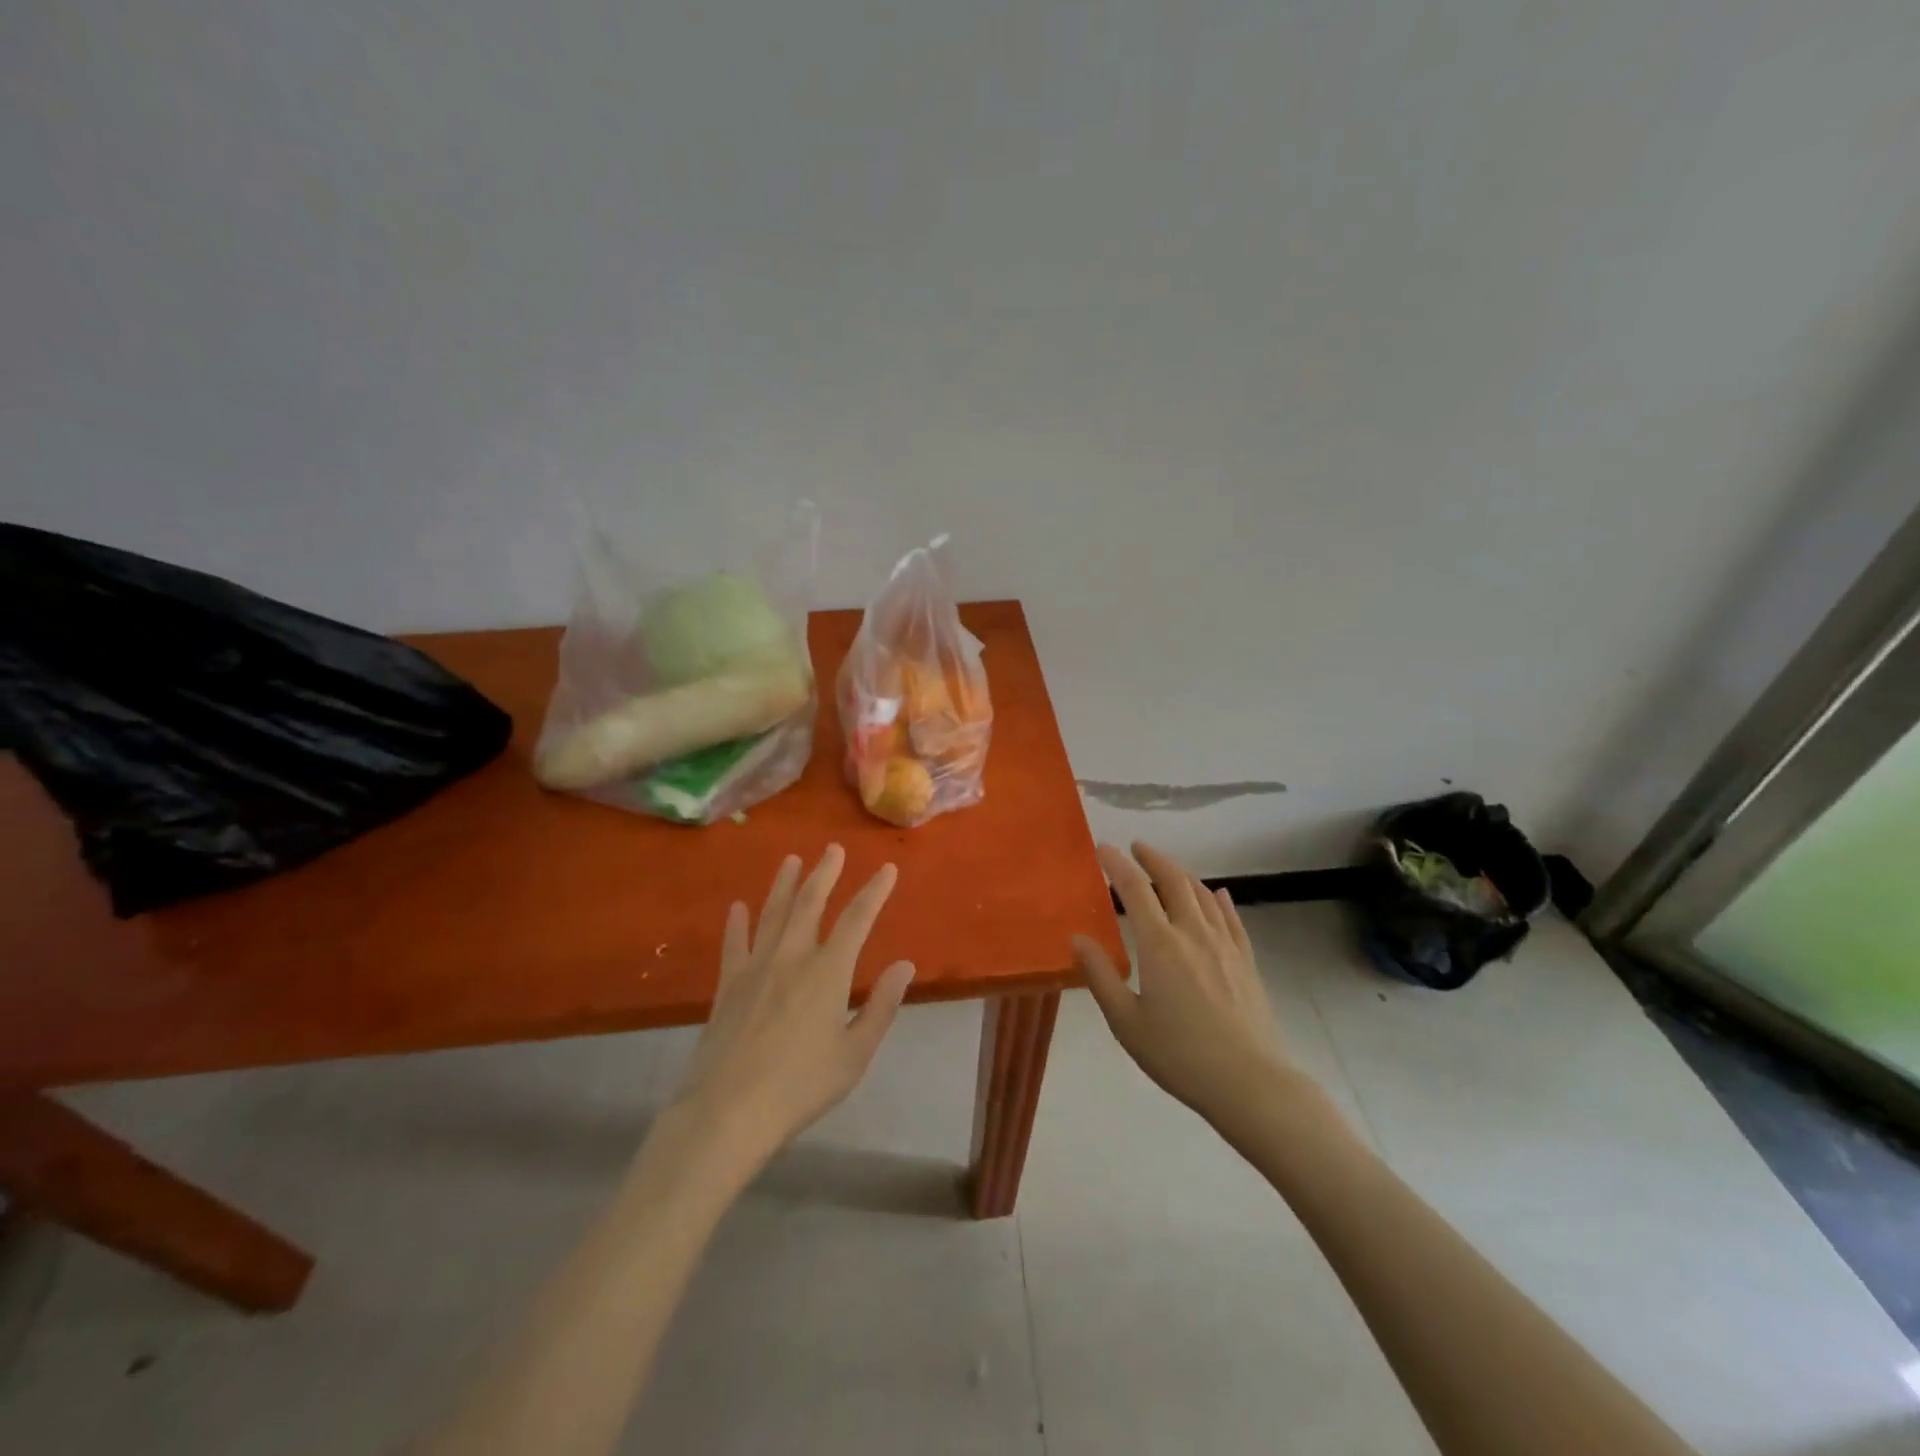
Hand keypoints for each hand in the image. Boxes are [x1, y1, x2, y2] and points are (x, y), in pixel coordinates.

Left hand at [671, 846, 915, 1169]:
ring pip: (772, 914)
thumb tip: (905, 965)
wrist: (728, 1111)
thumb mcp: (854, 1054)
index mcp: (828, 972)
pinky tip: (738, 906)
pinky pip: (734, 944)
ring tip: (791, 860)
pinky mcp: (728, 985)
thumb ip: (882, 1007)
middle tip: (833, 849)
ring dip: (784, 884)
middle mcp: (792, 958)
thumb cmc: (801, 1086)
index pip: (857, 919)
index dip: (874, 891)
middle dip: (825, 873)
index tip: (887, 869)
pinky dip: (737, 923)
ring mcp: (755, 968)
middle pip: (810, 903)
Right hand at [1074, 842, 1294, 1125]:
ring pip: (1203, 895)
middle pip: (1174, 881)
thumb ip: (1100, 976)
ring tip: (1168, 869)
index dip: (1117, 864)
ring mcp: (1225, 945)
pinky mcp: (1246, 962)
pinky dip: (1219, 900)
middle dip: (1154, 859)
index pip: (1135, 889)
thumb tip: (1077, 938)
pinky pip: (1231, 919)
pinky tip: (1218, 895)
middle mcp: (1193, 933)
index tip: (1103, 849)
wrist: (1251, 1083)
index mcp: (1160, 944)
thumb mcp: (1126, 1022)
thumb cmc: (1180, 1055)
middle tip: (1138, 847)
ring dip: (1182, 874)